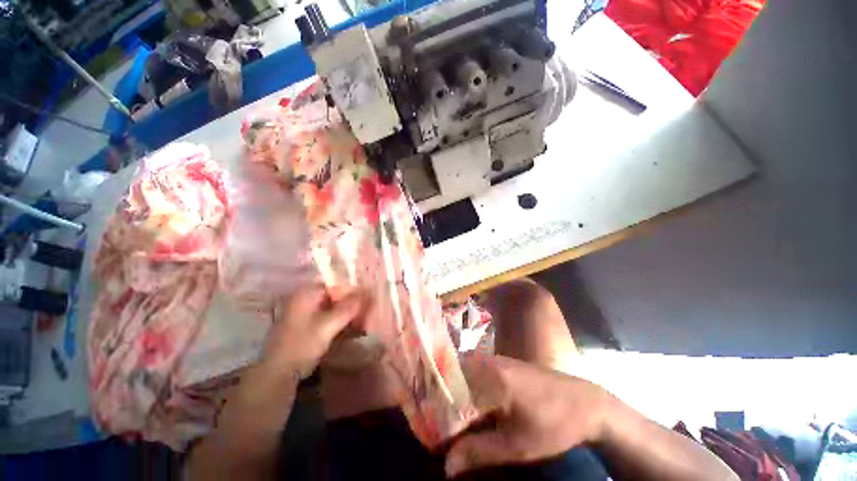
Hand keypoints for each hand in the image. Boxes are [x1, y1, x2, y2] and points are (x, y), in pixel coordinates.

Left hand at [260, 286, 366, 380]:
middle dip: (351, 301)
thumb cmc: (302, 345)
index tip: (368, 297)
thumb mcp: (329, 325)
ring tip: (362, 318)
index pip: (336, 282)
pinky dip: (339, 318)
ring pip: (332, 305)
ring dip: (346, 311)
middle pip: (335, 294)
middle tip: (368, 308)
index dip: (353, 289)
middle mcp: (305, 298)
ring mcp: (304, 311)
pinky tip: (350, 325)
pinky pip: (327, 315)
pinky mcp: (305, 323)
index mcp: (307, 293)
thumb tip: (370, 292)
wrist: (277, 374)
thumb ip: (349, 307)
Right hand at [445, 355, 611, 477]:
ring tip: (448, 421)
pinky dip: (468, 392)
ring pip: (464, 375)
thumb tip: (447, 466)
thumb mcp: (518, 445)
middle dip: (443, 401)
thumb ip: (480, 452)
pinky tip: (470, 411)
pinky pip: (476, 375)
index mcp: (488, 374)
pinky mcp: (502, 365)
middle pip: (453, 377)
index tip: (428, 428)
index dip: (436, 406)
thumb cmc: (554, 423)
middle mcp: (487, 361)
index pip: (449, 385)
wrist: (587, 402)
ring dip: (455, 397)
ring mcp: (495, 360)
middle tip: (436, 426)